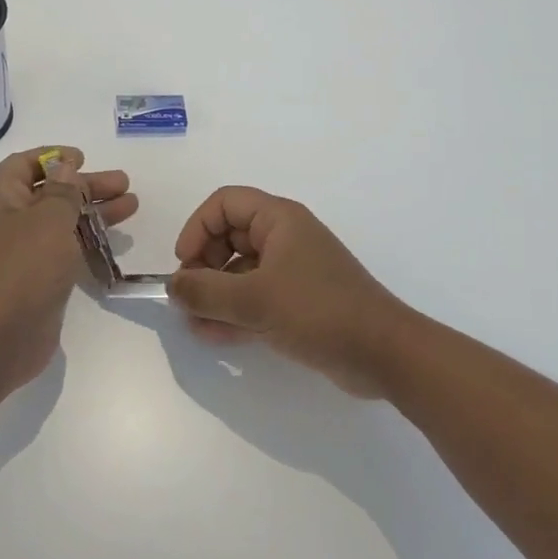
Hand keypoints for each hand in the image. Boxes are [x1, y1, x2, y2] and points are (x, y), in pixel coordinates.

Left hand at [0, 146, 136, 395]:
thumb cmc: (23, 267)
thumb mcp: (48, 218)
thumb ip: (62, 190)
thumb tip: (64, 165)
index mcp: (3, 198)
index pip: (23, 165)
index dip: (52, 157)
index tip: (82, 158)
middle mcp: (10, 221)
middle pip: (51, 192)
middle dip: (87, 185)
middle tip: (124, 183)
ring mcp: (24, 253)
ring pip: (63, 222)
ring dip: (95, 211)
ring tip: (132, 205)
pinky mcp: (39, 279)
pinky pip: (66, 250)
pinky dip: (89, 241)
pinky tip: (114, 242)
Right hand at [168, 187, 409, 397]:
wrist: (385, 354)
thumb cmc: (318, 311)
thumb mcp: (254, 300)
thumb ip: (205, 292)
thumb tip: (173, 287)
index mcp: (279, 220)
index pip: (224, 204)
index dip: (197, 228)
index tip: (184, 264)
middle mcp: (285, 238)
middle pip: (228, 237)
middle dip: (203, 267)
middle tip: (189, 297)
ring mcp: (293, 272)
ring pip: (240, 272)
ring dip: (214, 295)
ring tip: (194, 323)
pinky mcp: (299, 303)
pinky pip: (256, 299)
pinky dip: (234, 312)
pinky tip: (212, 335)